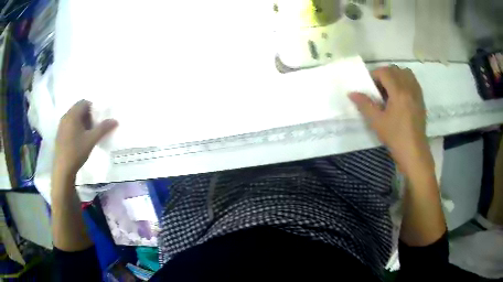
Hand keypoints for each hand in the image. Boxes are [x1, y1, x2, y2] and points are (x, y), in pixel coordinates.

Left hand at [53, 100, 117, 177]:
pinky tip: (78, 141)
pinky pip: (69, 124)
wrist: (63, 169)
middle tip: (93, 128)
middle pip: (78, 109)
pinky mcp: (59, 134)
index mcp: (73, 114)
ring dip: (81, 122)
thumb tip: (115, 120)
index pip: (84, 102)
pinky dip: (75, 128)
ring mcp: (61, 125)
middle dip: (87, 116)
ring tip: (86, 136)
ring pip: (73, 117)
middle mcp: (65, 116)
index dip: (92, 109)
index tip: (96, 121)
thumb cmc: (77, 151)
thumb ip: (103, 128)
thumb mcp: (92, 140)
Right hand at [349, 66, 431, 174]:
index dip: (374, 75)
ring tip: (390, 89)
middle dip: (384, 74)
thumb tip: (351, 93)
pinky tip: (400, 94)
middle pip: (395, 70)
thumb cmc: (395, 138)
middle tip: (378, 89)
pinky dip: (405, 81)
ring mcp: (417, 93)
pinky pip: (413, 81)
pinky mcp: (421, 99)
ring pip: (405, 73)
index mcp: (399, 92)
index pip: (385, 72)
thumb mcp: (377, 122)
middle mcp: (409, 88)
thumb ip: (364, 104)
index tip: (370, 88)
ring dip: (395, 75)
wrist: (414, 152)